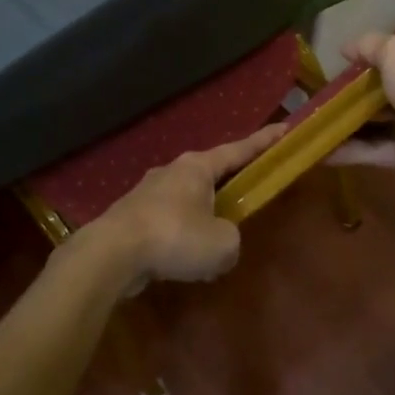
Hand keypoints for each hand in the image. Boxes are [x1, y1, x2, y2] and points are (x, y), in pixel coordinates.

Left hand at [75, 124, 284, 290]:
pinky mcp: (131, 218)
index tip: (283, 128)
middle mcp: (172, 172)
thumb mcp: (223, 244)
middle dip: (228, 186)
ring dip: (201, 221)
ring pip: (186, 203)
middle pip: (209, 174)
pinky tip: (183, 266)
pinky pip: (167, 225)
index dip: (263, 142)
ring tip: (211, 249)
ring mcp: (147, 194)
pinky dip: (179, 240)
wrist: (111, 254)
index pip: (238, 150)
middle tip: (244, 197)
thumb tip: (219, 243)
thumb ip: (231, 240)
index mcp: (197, 167)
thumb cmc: (174, 237)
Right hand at [328, 33, 394, 190]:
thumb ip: (371, 45)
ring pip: (384, 122)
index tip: (357, 59)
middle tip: (332, 88)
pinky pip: (377, 149)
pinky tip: (322, 146)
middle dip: (366, 90)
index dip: (389, 55)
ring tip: (320, 116)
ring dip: (354, 120)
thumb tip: (346, 47)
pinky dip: (351, 149)